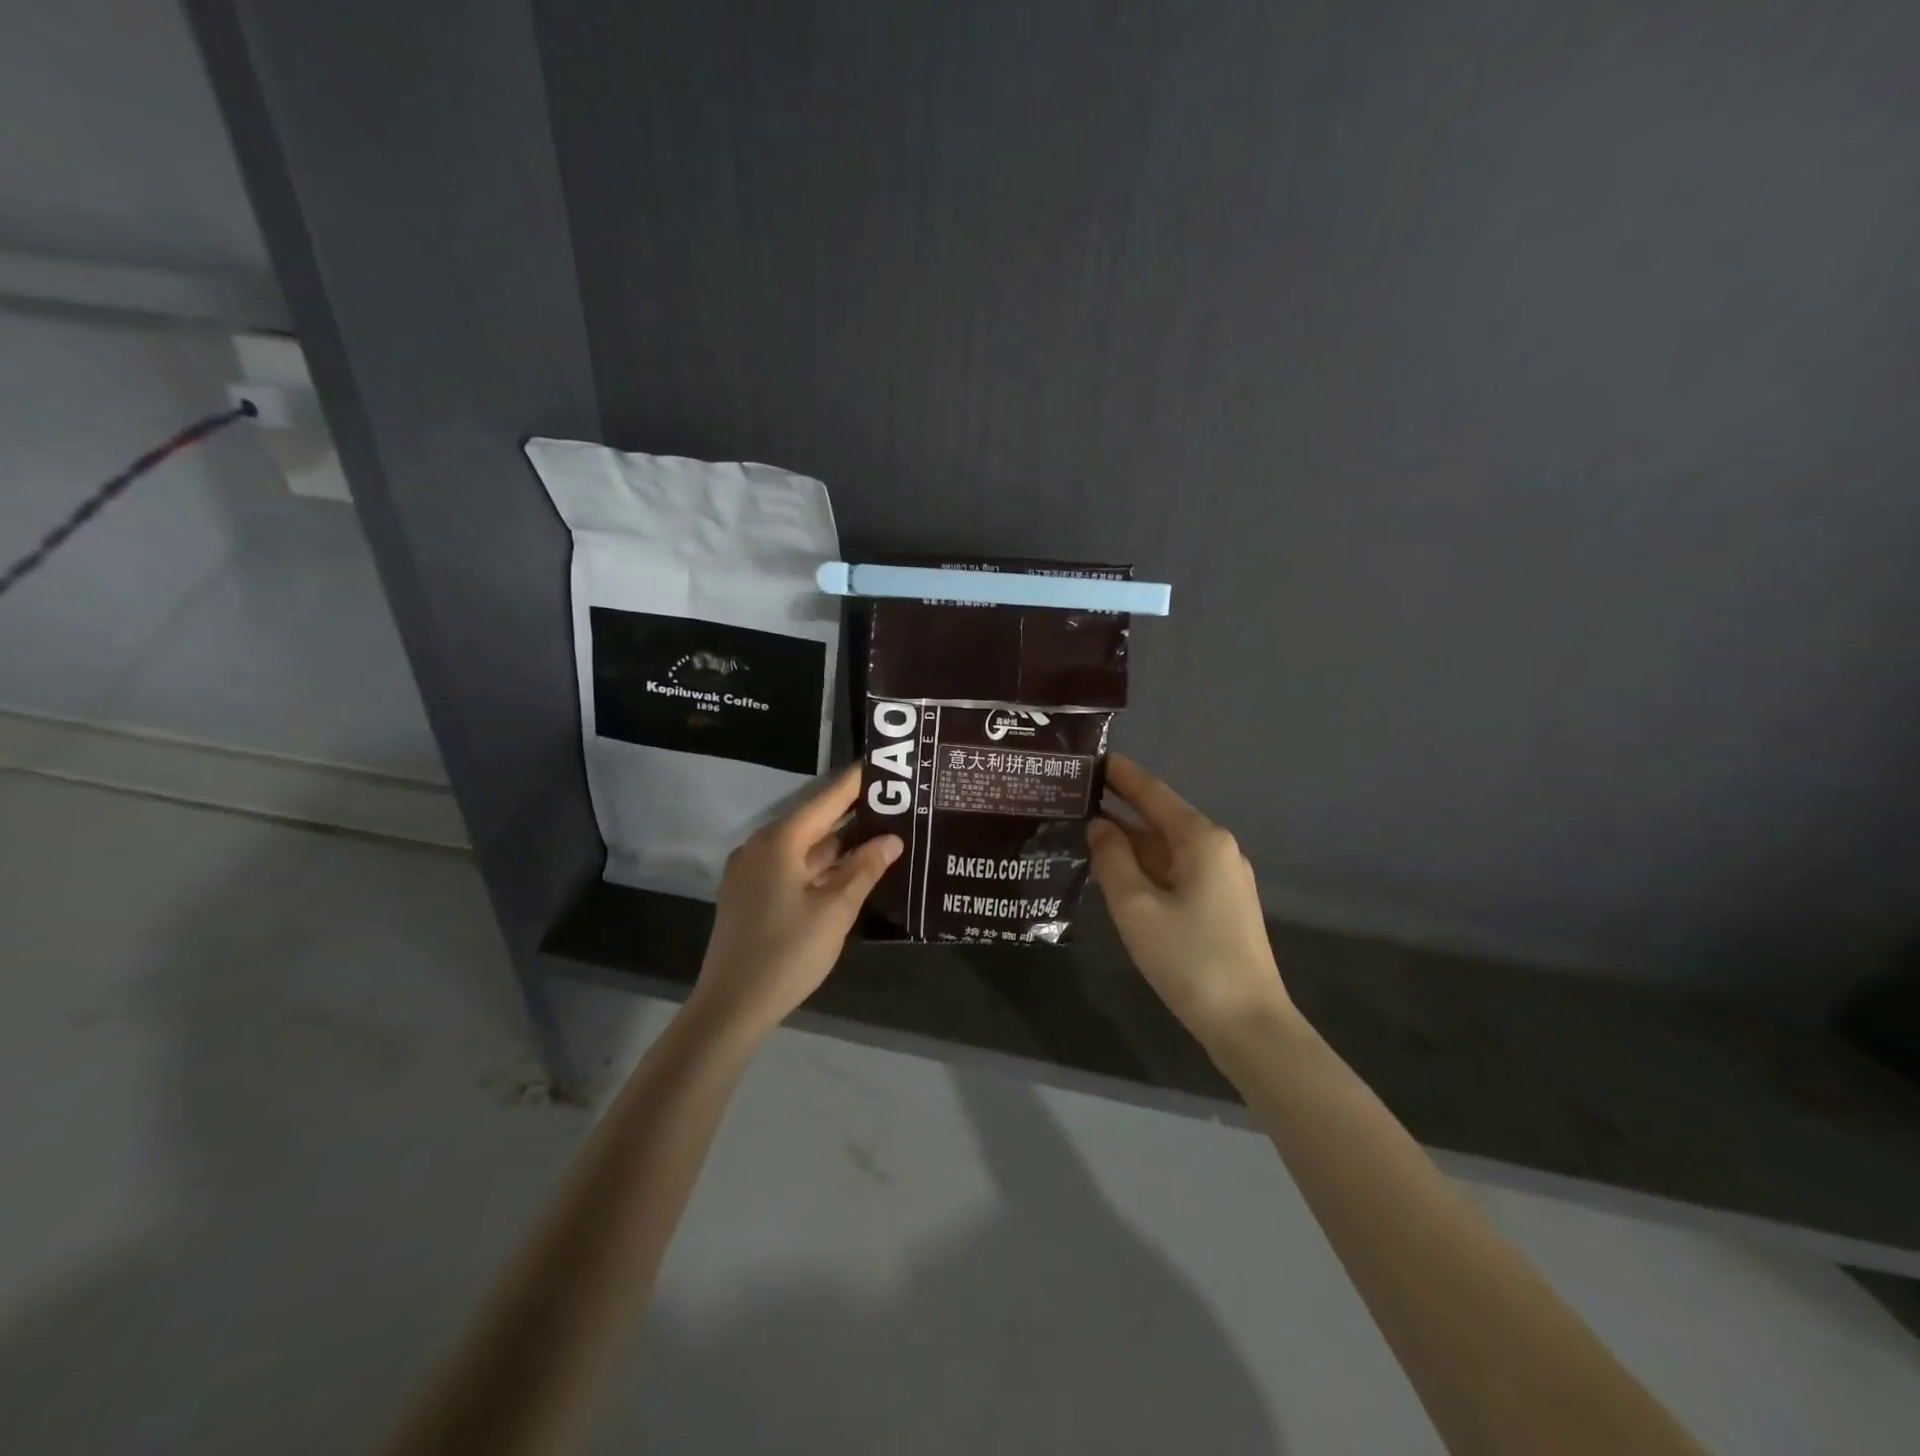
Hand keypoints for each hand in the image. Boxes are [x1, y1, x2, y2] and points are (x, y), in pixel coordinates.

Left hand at [690, 765, 902, 1042]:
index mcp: (780, 840)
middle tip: (895, 802)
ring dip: (839, 842)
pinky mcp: (750, 893)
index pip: (827, 798)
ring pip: (804, 846)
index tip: (885, 764)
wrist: (731, 1006)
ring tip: (882, 832)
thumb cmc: (787, 952)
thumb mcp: (835, 910)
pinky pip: (792, 865)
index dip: (857, 782)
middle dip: (853, 813)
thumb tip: (892, 839)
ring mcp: (752, 871)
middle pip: (814, 820)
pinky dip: (821, 863)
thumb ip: (864, 869)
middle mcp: (761, 846)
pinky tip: (850, 868)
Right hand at [1087, 754, 1297, 1050]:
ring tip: (1082, 832)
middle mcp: (1216, 849)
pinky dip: (1144, 867)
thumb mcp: (1136, 907)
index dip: (1120, 774)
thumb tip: (1099, 826)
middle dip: (1118, 808)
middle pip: (1159, 818)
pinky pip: (1175, 871)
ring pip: (1165, 848)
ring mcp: (1222, 878)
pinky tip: (1115, 873)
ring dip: (1128, 842)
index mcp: (1201, 839)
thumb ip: (1112, 859)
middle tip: (1072, 798)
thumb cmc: (1189, 959)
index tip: (1090, 757)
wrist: (1249, 1024)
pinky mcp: (1221, 904)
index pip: (1152, 792)